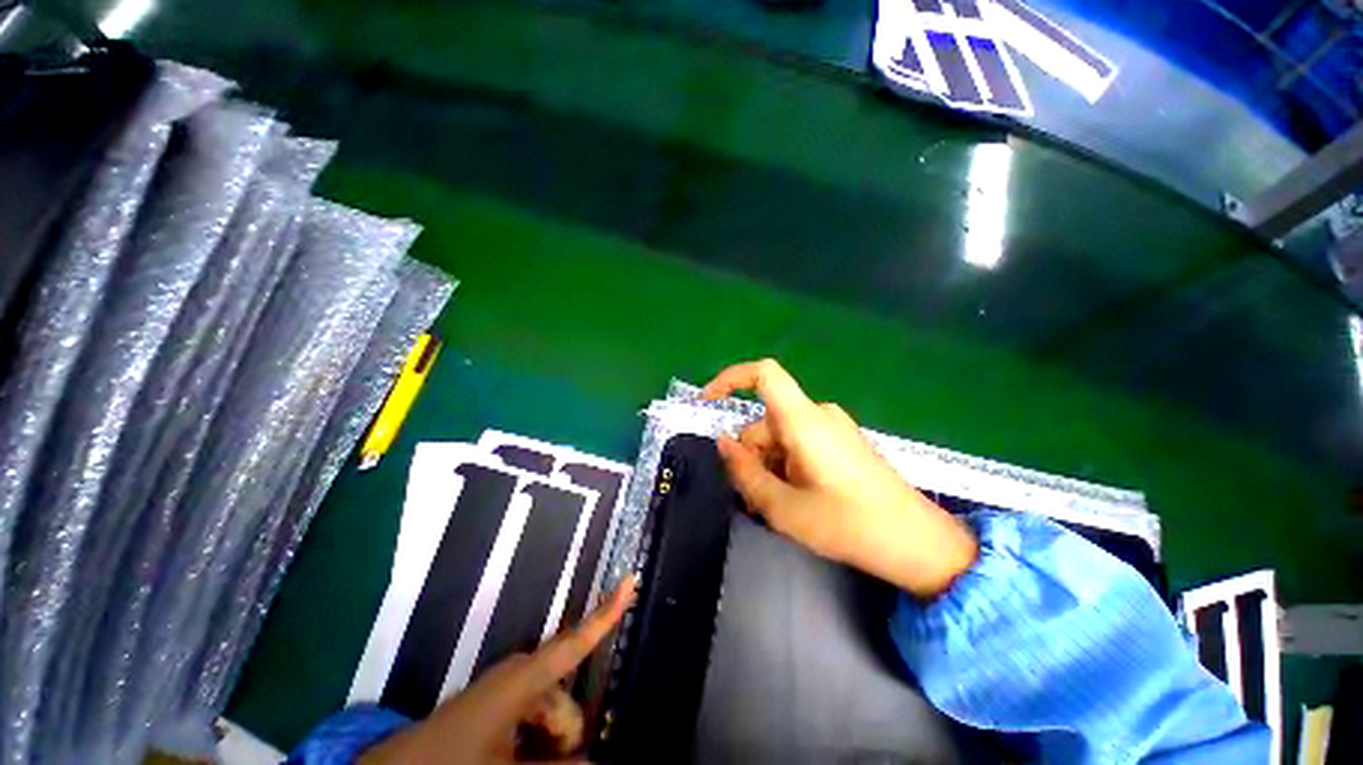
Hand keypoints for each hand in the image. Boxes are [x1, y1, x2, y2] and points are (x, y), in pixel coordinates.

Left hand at [360, 576, 636, 764]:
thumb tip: (596, 760)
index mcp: (524, 678)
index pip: (577, 639)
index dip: (607, 611)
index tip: (630, 579)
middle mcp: (520, 675)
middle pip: (566, 704)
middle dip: (567, 738)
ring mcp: (507, 691)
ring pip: (551, 718)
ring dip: (550, 747)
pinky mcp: (497, 706)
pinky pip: (532, 722)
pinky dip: (536, 745)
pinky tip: (523, 761)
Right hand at [703, 360, 976, 598]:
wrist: (917, 543)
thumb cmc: (850, 525)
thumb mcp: (784, 508)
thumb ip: (745, 472)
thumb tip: (723, 443)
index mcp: (804, 421)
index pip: (764, 374)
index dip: (730, 379)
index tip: (708, 403)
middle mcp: (817, 415)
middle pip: (764, 422)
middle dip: (750, 457)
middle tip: (753, 499)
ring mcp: (831, 427)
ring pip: (779, 438)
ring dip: (768, 467)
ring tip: (776, 508)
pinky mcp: (840, 441)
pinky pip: (798, 444)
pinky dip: (786, 466)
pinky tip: (794, 500)